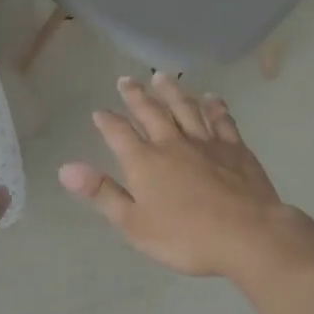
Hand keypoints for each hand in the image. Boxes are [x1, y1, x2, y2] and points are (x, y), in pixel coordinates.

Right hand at [59, 74, 308, 279]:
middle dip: (136, 95)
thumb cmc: (186, 237)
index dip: (107, 121)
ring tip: (162, 77)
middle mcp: (171, 143)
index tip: (99, 112)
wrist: (248, 236)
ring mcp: (206, 142)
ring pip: (184, 108)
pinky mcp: (235, 148)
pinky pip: (221, 120)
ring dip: (171, 92)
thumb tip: (65, 168)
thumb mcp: (134, 223)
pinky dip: (214, 107)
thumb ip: (102, 192)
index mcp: (144, 161)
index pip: (119, 133)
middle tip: (125, 80)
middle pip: (150, 112)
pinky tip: (211, 98)